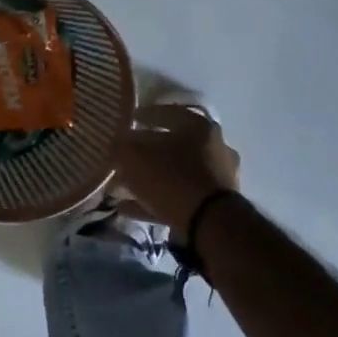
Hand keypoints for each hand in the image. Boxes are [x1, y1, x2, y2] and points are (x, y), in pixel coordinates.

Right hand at [111, 104, 241, 231]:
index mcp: (199, 126)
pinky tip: (128, 208)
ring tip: (122, 186)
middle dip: (148, 150)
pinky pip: (178, 197)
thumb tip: (119, 143)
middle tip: (127, 155)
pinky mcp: (215, 205)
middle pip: (174, 144)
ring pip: (176, 173)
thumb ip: (122, 146)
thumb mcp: (135, 156)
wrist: (209, 224)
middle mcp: (215, 147)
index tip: (128, 120)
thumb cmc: (172, 178)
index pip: (168, 112)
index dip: (144, 115)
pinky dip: (154, 200)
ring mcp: (218, 177)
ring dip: (151, 178)